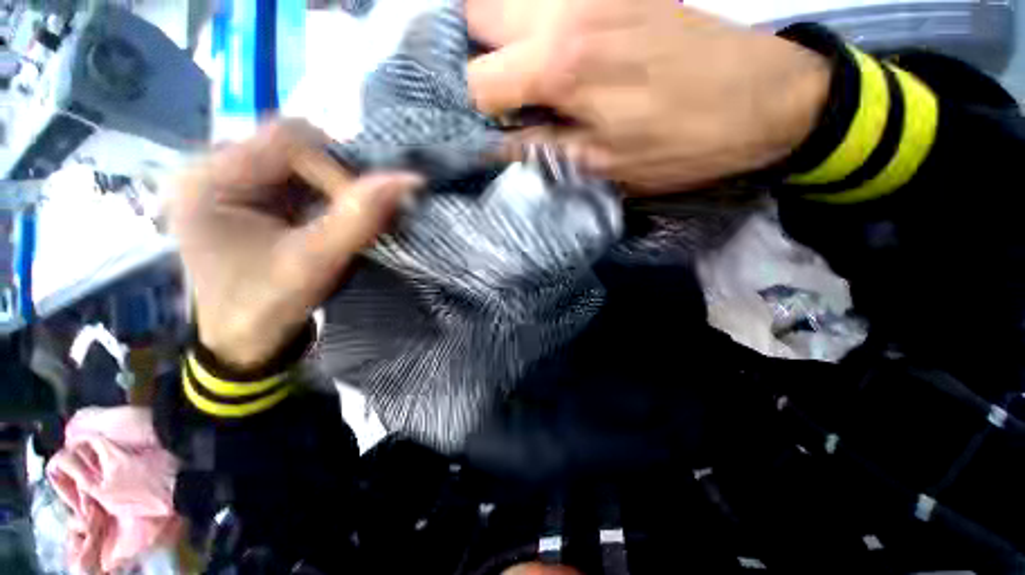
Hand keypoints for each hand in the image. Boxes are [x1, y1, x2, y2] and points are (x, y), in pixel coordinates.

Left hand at [170, 120, 421, 369]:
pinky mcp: (257, 196)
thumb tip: (408, 179)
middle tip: (358, 217)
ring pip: (307, 162)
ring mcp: (238, 181)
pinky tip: (338, 221)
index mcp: (209, 179)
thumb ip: (358, 219)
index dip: (336, 171)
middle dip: (339, 181)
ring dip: (339, 190)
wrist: (244, 340)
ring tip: (350, 222)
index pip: (288, 141)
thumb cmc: (266, 306)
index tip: (358, 212)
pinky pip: (305, 180)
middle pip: (297, 147)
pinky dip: (333, 197)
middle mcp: (218, 169)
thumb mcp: (313, 264)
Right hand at [467, 0, 830, 193]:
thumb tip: (497, 144)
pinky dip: (534, 22)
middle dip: (476, 56)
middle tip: (499, 94)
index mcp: (560, 64)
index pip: (477, 80)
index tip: (492, 127)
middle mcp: (564, 9)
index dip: (477, 110)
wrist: (765, 97)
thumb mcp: (602, 166)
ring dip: (502, 36)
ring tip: (523, 76)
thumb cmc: (682, 143)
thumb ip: (541, 150)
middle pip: (477, 12)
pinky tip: (555, 53)